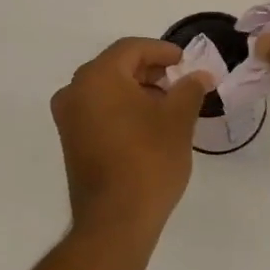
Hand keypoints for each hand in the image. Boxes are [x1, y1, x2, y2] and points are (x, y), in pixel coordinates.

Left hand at [51, 38, 211, 236]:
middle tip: (179, 81)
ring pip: (106, 89)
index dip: (162, 50)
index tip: (185, 62)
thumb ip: (190, 89)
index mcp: (98, 77)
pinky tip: (148, 125)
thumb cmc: (149, 160)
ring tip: (168, 105)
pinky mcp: (71, 141)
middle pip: (116, 66)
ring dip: (137, 90)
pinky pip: (98, 110)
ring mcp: (69, 118)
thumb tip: (200, 75)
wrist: (116, 220)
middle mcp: (75, 91)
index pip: (131, 49)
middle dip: (150, 70)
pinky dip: (122, 108)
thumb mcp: (178, 119)